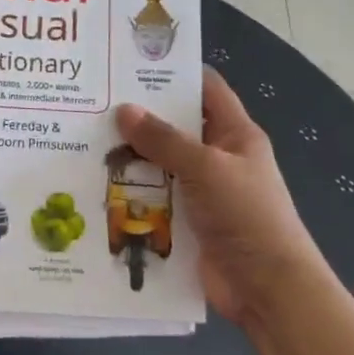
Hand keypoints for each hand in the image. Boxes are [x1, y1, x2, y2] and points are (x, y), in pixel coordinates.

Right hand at [117, 70, 324, 325]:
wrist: (270, 291)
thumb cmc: (247, 216)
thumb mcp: (206, 168)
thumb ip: (164, 140)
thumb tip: (123, 110)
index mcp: (236, 135)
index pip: (206, 89)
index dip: (175, 73)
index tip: (132, 62)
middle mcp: (218, 158)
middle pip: (176, 126)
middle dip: (140, 116)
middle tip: (94, 99)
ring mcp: (202, 192)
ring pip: (160, 164)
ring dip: (130, 156)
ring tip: (83, 136)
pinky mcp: (187, 222)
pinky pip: (154, 198)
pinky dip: (131, 192)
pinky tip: (95, 182)